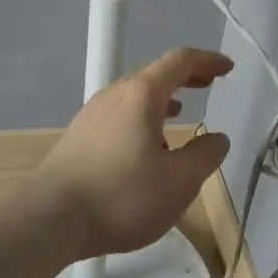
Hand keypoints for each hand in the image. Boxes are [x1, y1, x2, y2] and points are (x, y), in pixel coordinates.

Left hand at [39, 48, 233, 257]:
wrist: (50, 217)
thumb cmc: (121, 196)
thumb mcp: (178, 182)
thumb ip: (204, 156)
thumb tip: (218, 139)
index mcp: (142, 95)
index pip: (180, 61)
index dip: (207, 61)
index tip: (227, 68)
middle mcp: (115, 94)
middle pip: (155, 73)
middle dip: (186, 76)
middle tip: (209, 83)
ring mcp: (93, 112)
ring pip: (135, 94)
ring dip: (163, 97)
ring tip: (181, 112)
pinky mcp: (80, 134)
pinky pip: (120, 112)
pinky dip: (142, 114)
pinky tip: (145, 144)